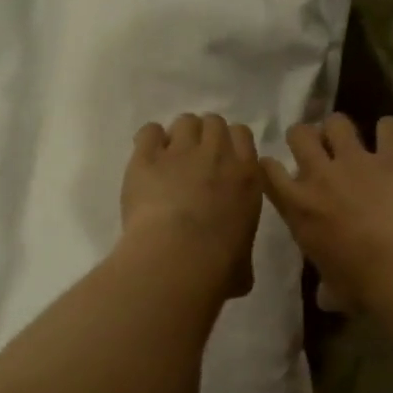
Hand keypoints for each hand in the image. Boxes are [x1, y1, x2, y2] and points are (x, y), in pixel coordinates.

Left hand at [120, 113, 262, 299]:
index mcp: (247, 176)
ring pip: (184, 122)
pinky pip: (149, 132)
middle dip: (204, 136)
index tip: (220, 160)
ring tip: (169, 158)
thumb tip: (238, 271)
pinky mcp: (146, 158)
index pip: (242, 135)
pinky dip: (149, 141)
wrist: (179, 258)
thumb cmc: (219, 267)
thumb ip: (241, 254)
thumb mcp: (244, 264)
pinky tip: (146, 158)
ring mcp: (180, 152)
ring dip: (178, 136)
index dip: (229, 143)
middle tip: (193, 159)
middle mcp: (217, 155)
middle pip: (213, 122)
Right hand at [261, 114, 392, 313]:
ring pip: (337, 122)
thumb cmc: (361, 284)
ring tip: (351, 139)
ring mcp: (356, 160)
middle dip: (305, 137)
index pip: (268, 172)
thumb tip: (326, 298)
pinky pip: (389, 127)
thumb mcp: (334, 289)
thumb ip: (327, 286)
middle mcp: (320, 176)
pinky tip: (392, 138)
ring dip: (341, 129)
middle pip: (299, 135)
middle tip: (317, 149)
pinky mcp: (392, 155)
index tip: (278, 169)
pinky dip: (390, 130)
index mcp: (298, 208)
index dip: (271, 166)